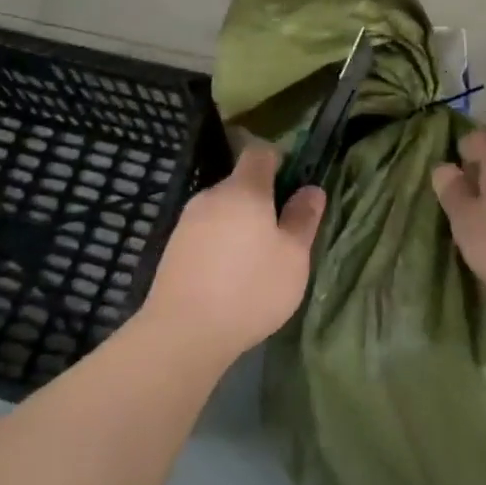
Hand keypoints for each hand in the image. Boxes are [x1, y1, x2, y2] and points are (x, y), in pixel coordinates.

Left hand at [139, 141, 325, 364]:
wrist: (183, 332)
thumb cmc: (250, 289)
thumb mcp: (292, 257)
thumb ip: (303, 218)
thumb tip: (312, 189)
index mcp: (244, 190)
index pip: (259, 153)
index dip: (279, 160)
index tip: (294, 184)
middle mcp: (211, 196)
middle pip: (240, 183)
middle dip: (261, 200)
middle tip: (281, 234)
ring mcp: (187, 221)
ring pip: (222, 210)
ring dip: (240, 224)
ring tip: (255, 261)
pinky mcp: (173, 248)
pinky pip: (205, 233)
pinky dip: (220, 244)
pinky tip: (228, 276)